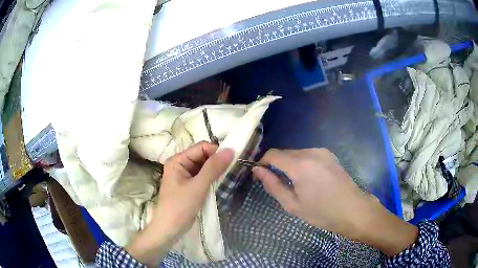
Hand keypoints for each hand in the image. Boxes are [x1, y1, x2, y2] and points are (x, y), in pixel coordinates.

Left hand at [126, 142, 232, 266]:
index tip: (232, 160)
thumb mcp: (198, 186)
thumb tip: (230, 149)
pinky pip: (203, 176)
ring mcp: (184, 175)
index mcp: (178, 160)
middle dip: (217, 161)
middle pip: (203, 156)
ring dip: (216, 170)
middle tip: (232, 169)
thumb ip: (213, 168)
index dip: (216, 151)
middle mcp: (180, 164)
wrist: (169, 229)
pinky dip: (212, 178)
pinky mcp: (189, 185)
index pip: (201, 147)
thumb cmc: (180, 207)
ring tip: (228, 176)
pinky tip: (221, 183)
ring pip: (204, 166)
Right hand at [253, 148, 417, 256]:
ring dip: (289, 164)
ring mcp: (322, 151)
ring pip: (296, 153)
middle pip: (284, 152)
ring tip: (295, 184)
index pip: (272, 154)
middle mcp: (310, 152)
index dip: (263, 163)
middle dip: (276, 165)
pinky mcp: (329, 154)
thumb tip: (258, 170)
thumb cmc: (322, 212)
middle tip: (277, 183)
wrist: (353, 210)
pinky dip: (301, 163)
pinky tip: (308, 179)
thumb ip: (273, 185)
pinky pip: (308, 155)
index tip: (261, 175)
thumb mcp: (292, 204)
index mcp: (300, 165)